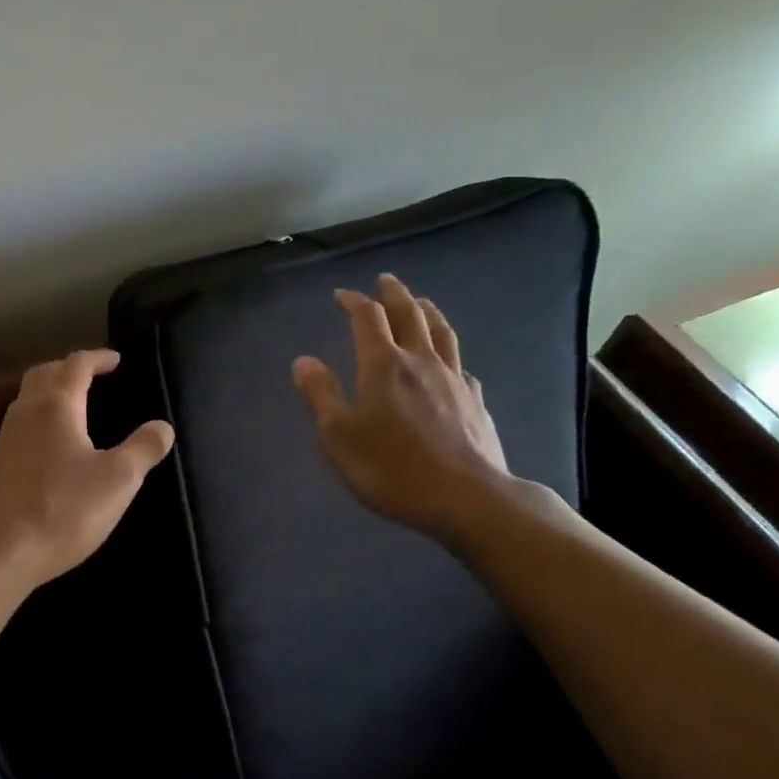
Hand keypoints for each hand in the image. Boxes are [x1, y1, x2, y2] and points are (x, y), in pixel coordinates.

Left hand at [0, 350, 174, 592]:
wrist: (2, 553)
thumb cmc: (64, 511)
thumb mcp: (118, 480)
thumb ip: (144, 448)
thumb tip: (163, 427)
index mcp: (56, 407)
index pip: (76, 365)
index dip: (98, 358)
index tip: (116, 360)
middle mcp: (26, 413)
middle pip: (44, 374)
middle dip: (69, 368)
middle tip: (94, 376)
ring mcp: (5, 439)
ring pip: (27, 398)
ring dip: (51, 391)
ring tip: (75, 405)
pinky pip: (20, 425)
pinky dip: (39, 418)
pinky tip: (52, 444)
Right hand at [291, 274, 515, 544]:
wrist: (467, 498)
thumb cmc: (392, 468)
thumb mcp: (339, 436)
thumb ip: (320, 395)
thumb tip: (303, 360)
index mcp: (384, 365)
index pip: (367, 318)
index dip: (354, 301)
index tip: (342, 295)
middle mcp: (420, 361)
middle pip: (410, 314)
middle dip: (394, 294)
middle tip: (385, 281)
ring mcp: (453, 379)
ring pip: (441, 332)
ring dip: (427, 311)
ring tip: (421, 301)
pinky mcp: (475, 401)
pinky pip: (460, 365)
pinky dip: (449, 353)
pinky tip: (449, 362)